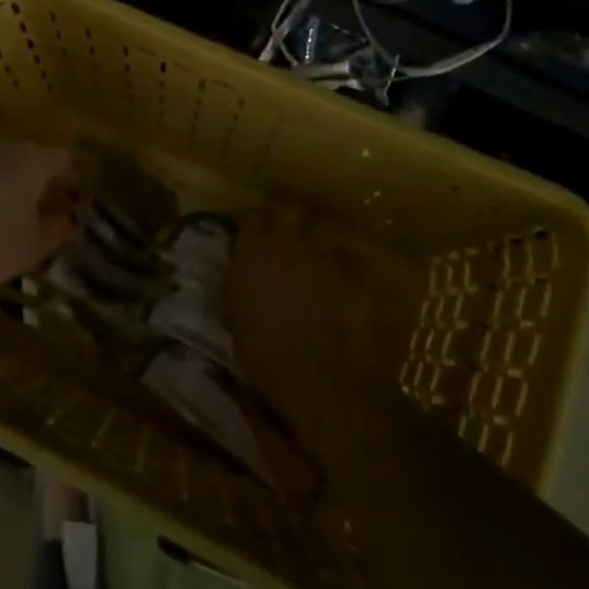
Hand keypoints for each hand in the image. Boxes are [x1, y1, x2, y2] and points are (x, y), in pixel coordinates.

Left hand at [0, 132, 76, 293]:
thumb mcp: (30, 247)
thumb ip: (57, 229)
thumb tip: (70, 217)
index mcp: (33, 158)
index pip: (65, 159)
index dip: (72, 181)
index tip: (72, 205)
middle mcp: (2, 142)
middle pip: (29, 156)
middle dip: (37, 181)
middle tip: (38, 212)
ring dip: (4, 183)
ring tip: (0, 216)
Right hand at [229, 207, 403, 438]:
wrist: (313, 377)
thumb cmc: (260, 352)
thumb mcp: (235, 315)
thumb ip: (240, 284)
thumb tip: (243, 273)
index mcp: (253, 252)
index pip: (252, 217)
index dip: (255, 224)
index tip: (254, 234)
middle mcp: (288, 244)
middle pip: (292, 211)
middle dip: (290, 219)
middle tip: (288, 236)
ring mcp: (324, 258)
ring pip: (324, 233)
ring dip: (319, 243)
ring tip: (317, 260)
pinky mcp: (354, 277)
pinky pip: (350, 264)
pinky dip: (345, 271)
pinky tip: (343, 286)